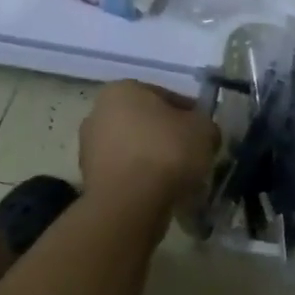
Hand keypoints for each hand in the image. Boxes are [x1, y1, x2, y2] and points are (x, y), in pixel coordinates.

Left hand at [79, 81, 219, 213]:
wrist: (129, 204)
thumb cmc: (166, 152)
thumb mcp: (204, 130)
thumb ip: (205, 125)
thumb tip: (203, 133)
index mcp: (123, 90)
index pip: (166, 96)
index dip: (191, 114)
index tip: (204, 133)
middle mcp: (98, 112)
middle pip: (147, 122)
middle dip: (169, 136)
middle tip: (193, 154)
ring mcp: (89, 147)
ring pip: (135, 149)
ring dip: (155, 159)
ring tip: (180, 178)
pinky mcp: (89, 179)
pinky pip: (126, 173)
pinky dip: (143, 179)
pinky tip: (162, 192)